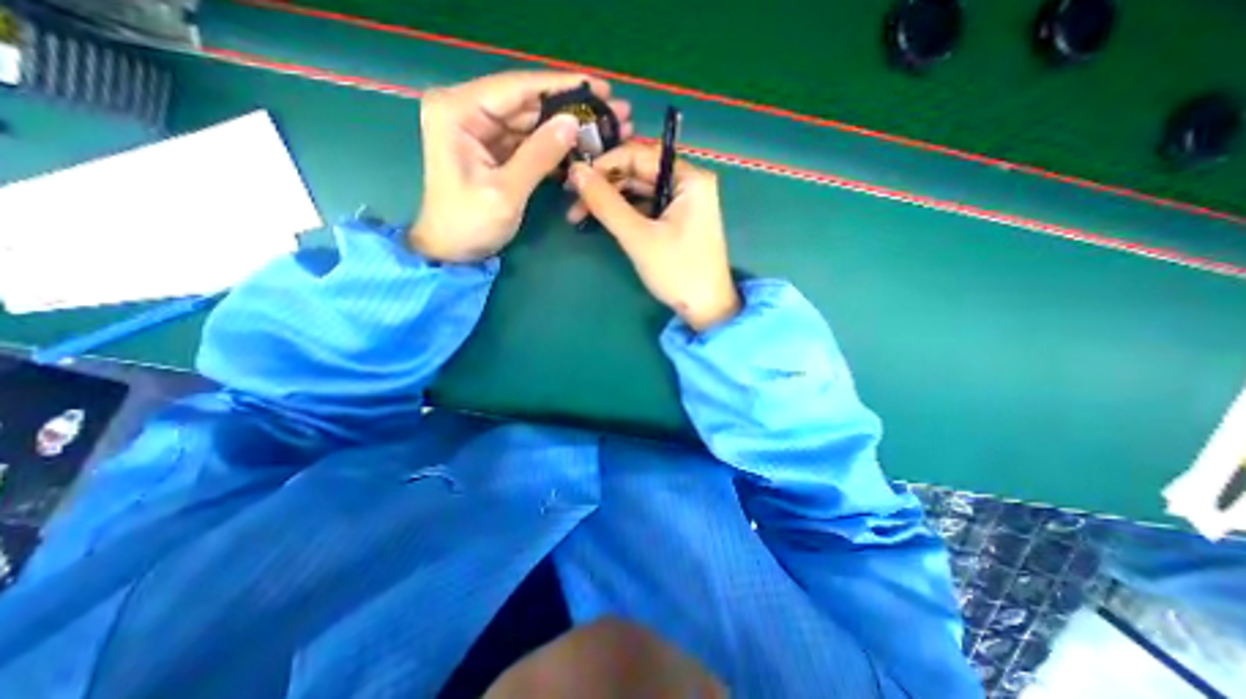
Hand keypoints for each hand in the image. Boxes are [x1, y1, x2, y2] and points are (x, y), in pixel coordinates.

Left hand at [410, 70, 632, 260]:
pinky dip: (553, 146)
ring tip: (603, 129)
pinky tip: (580, 147)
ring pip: (531, 121)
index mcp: (457, 110)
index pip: (517, 87)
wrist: (452, 251)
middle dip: (569, 108)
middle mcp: (466, 109)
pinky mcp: (492, 148)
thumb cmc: (469, 223)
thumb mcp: (506, 191)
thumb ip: (538, 155)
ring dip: (565, 127)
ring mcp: (480, 129)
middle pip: (527, 102)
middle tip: (611, 112)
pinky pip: (528, 141)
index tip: (600, 86)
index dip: (561, 85)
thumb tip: (573, 123)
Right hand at [568, 141, 737, 333]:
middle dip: (604, 187)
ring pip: (639, 192)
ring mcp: (684, 204)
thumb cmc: (677, 271)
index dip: (603, 165)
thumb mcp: (638, 237)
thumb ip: (606, 203)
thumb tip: (575, 171)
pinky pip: (646, 208)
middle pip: (638, 173)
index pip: (638, 155)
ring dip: (611, 202)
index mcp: (689, 178)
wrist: (706, 308)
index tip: (573, 179)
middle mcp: (688, 184)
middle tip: (572, 203)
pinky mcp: (677, 222)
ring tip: (580, 216)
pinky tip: (604, 222)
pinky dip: (625, 214)